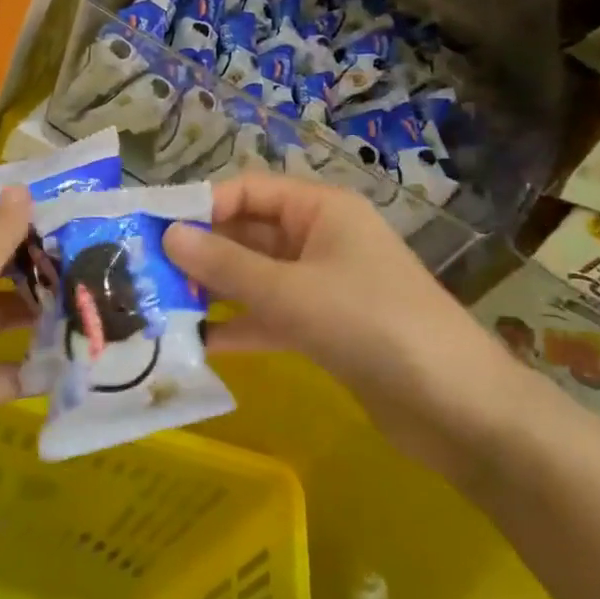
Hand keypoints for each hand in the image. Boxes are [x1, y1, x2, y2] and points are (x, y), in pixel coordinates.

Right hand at [163, 173, 525, 466]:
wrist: (457, 407)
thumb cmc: (373, 325)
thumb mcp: (292, 292)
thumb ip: (227, 266)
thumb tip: (168, 234)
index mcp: (320, 209)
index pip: (248, 191)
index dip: (199, 205)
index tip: (149, 227)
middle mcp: (319, 238)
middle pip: (248, 234)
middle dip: (200, 252)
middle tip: (141, 272)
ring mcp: (322, 284)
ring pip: (255, 277)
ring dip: (214, 291)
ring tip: (156, 306)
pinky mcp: (324, 327)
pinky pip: (270, 316)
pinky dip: (239, 325)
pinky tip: (197, 344)